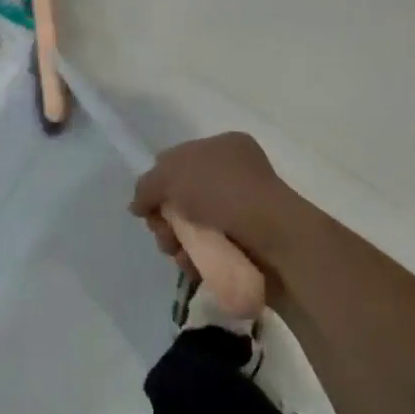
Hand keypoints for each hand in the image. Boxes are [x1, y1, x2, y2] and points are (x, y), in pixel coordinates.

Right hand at [130, 132, 314, 280]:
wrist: (276, 239)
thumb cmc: (223, 193)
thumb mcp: (172, 176)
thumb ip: (147, 186)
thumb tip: (138, 205)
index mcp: (224, 147)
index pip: (179, 160)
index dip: (159, 183)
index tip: (149, 205)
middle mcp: (236, 175)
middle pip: (183, 197)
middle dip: (166, 219)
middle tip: (164, 235)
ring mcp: (244, 211)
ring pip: (194, 227)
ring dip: (178, 242)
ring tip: (180, 255)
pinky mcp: (249, 245)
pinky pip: (212, 250)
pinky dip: (198, 259)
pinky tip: (194, 266)